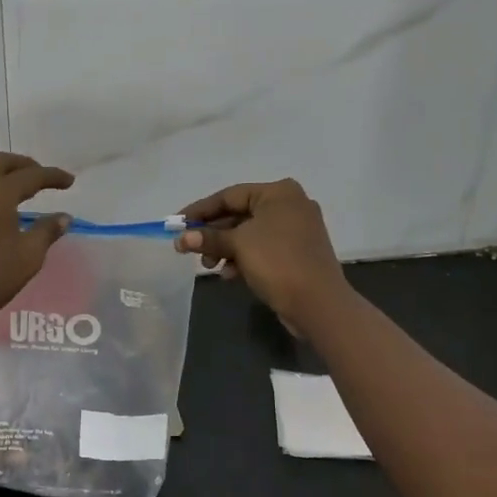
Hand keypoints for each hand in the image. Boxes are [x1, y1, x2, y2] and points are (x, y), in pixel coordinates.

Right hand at [174, 179, 351, 326]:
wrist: (319, 304)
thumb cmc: (277, 262)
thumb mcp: (238, 245)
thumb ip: (208, 238)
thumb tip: (181, 238)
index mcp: (278, 192)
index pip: (229, 195)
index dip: (200, 210)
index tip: (177, 223)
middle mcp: (290, 204)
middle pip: (239, 214)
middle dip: (213, 233)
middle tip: (189, 248)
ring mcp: (297, 229)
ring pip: (250, 233)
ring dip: (226, 248)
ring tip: (208, 265)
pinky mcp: (298, 252)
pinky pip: (263, 247)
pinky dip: (244, 257)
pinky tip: (230, 274)